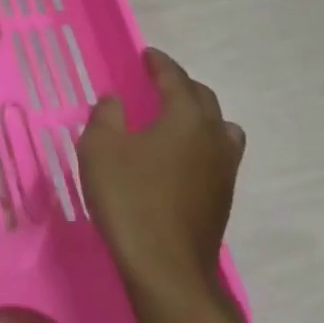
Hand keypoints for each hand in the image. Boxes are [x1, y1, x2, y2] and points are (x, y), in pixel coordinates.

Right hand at [77, 47, 245, 306]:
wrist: (166, 268)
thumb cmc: (129, 198)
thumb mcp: (100, 148)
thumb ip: (106, 116)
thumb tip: (115, 99)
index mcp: (186, 118)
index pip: (175, 78)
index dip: (160, 63)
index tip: (147, 54)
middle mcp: (213, 137)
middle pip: (203, 99)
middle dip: (181, 85)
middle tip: (157, 82)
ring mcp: (224, 170)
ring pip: (219, 128)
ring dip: (198, 116)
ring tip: (174, 119)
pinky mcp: (222, 198)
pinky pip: (217, 154)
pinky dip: (200, 143)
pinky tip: (179, 157)